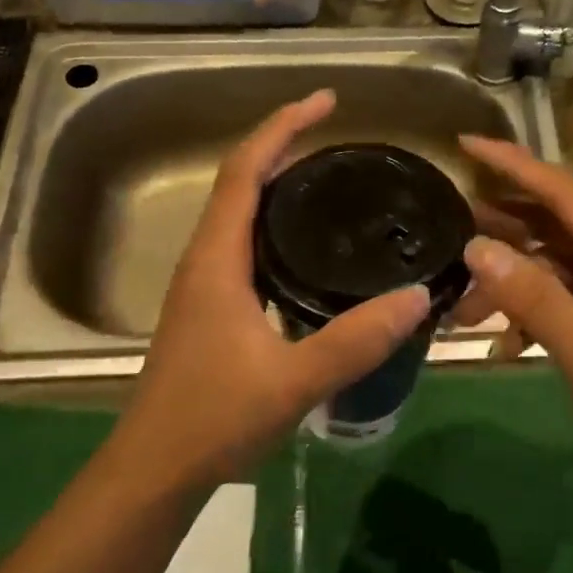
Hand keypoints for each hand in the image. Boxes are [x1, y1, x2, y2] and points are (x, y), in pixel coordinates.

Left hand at [114, 91, 431, 488]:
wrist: (155, 471)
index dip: (282, 127)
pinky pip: (245, 244)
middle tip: (338, 135)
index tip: (325, 102)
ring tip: (331, 178)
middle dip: (284, 146)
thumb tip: (417, 296)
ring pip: (240, 214)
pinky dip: (276, 223)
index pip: (245, 172)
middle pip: (240, 182)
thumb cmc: (213, 420)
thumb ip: (356, 341)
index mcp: (216, 261)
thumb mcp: (293, 381)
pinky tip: (310, 247)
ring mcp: (204, 286)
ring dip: (277, 183)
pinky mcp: (211, 309)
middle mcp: (205, 261)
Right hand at [457, 135, 572, 495]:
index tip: (466, 143)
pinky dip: (543, 306)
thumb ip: (537, 302)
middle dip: (505, 226)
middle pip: (562, 222)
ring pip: (566, 261)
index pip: (565, 192)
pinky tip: (509, 339)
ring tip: (463, 302)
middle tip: (448, 228)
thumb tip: (478, 247)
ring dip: (518, 276)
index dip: (513, 164)